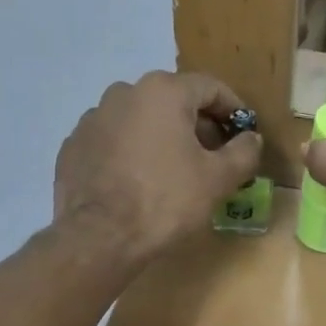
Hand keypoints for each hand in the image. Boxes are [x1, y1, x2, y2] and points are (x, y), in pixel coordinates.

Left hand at [54, 72, 261, 266]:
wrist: (100, 237)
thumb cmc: (166, 201)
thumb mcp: (218, 179)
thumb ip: (244, 152)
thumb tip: (251, 138)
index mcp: (163, 92)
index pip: (210, 88)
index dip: (233, 109)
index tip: (244, 133)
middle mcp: (124, 93)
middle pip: (173, 101)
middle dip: (197, 125)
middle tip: (213, 156)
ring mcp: (93, 118)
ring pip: (140, 119)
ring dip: (162, 137)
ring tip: (174, 170)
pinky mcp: (74, 145)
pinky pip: (114, 141)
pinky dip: (131, 152)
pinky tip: (139, 181)